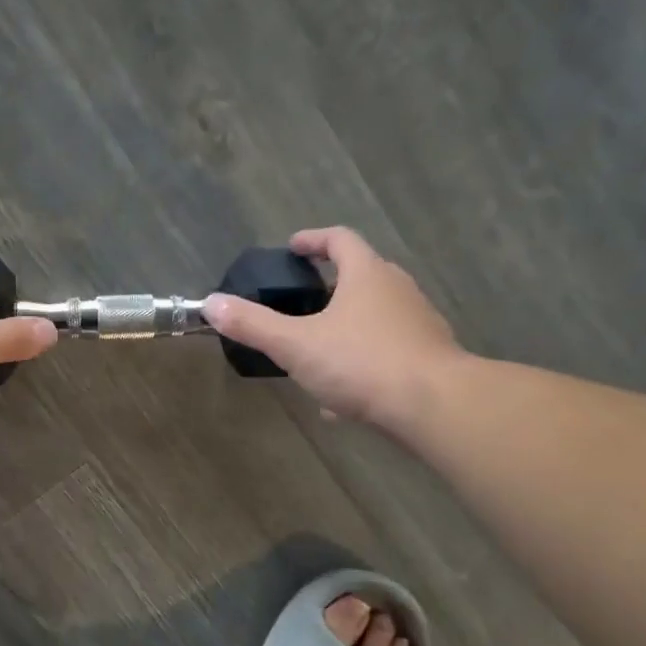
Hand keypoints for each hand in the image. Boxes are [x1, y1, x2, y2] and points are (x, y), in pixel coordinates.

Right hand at [202, 227, 468, 435]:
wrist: (435, 406)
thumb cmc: (361, 363)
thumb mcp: (295, 344)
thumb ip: (253, 324)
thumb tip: (211, 304)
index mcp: (367, 274)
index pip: (340, 239)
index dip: (313, 240)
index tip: (292, 248)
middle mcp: (398, 290)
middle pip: (362, 274)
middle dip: (331, 284)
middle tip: (301, 298)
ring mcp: (418, 323)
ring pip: (376, 315)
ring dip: (347, 324)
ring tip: (317, 348)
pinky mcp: (429, 357)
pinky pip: (388, 350)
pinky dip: (363, 360)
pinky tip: (342, 396)